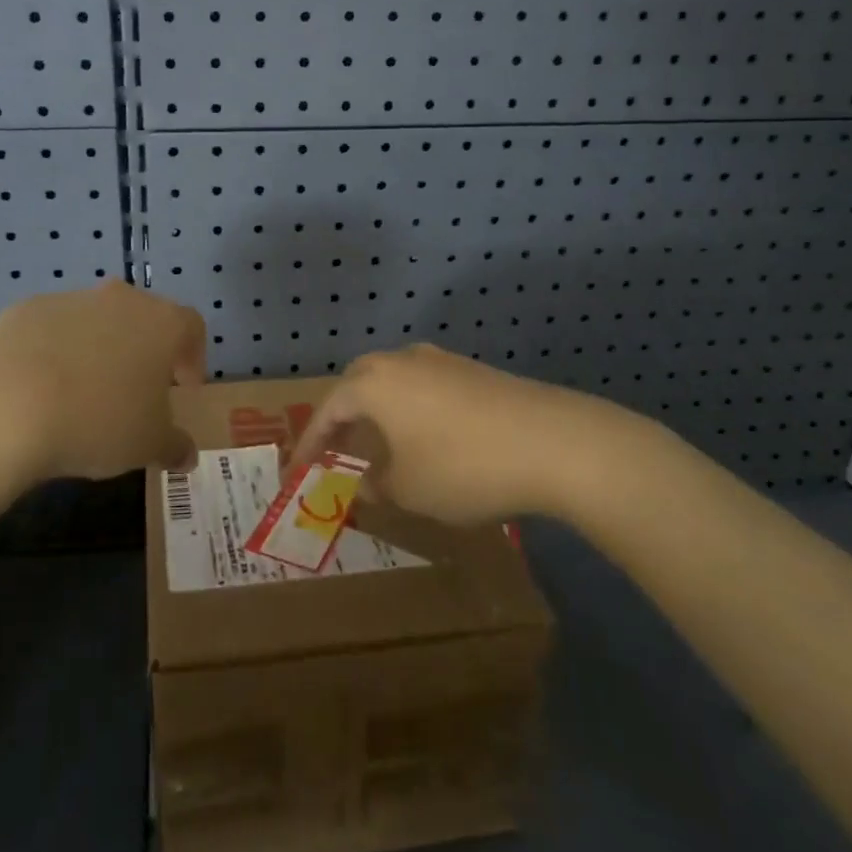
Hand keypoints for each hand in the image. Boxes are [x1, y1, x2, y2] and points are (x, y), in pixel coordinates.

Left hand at [0, 280, 205, 483]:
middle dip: (143, 351)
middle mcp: (120, 300)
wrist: (6, 407)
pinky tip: (40, 389)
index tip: (183, 389)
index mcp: (162, 324)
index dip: (192, 357)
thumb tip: (186, 455)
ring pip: (95, 321)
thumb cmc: (98, 421)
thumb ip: (174, 446)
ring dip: (97, 349)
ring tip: (82, 394)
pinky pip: (51, 330)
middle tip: (135, 391)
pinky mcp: (24, 310)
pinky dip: (53, 352)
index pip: (191, 328)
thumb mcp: (148, 446)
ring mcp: (70, 300)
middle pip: (143, 318)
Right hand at [287, 344, 656, 524]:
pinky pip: (425, 387)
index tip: (297, 471)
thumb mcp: (410, 490)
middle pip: (358, 384)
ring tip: (381, 446)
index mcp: (373, 384)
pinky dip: (412, 411)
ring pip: (394, 382)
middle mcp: (402, 361)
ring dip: (379, 412)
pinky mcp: (474, 371)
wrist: (554, 442)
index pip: (327, 411)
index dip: (310, 444)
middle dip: (343, 418)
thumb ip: (378, 485)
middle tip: (336, 450)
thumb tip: (368, 482)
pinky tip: (428, 439)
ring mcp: (441, 361)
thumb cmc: (463, 467)